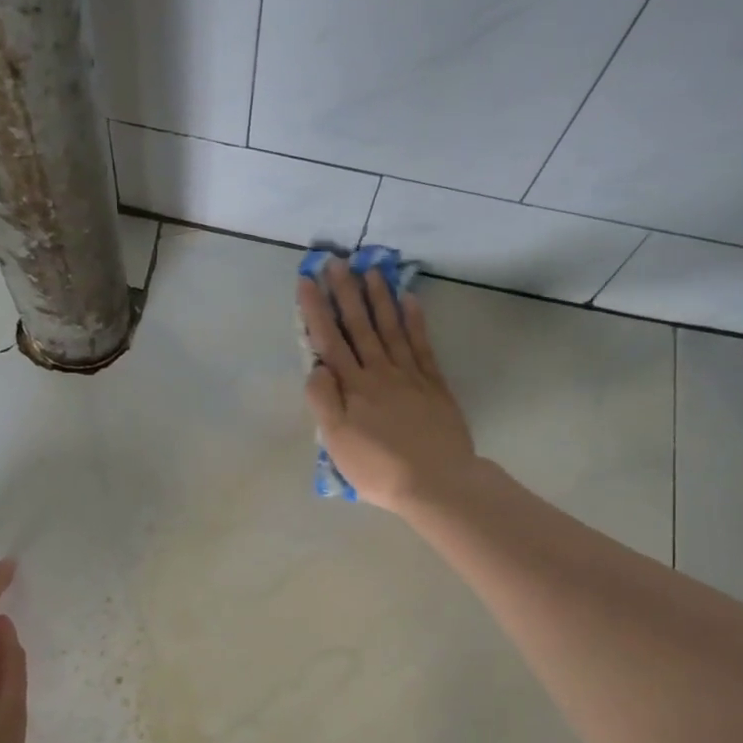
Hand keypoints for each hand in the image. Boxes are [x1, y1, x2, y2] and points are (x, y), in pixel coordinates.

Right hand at [298, 261, 476, 512]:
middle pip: (360, 326)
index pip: (330, 341)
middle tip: (336, 261)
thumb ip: (323, 401)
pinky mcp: (434, 384)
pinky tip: (409, 300)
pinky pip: (422, 344)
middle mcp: (380, 372)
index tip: (307, 281)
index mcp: (353, 387)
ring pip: (391, 328)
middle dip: (345, 293)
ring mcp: (410, 375)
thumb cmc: (379, 468)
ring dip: (379, 298)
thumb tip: (316, 367)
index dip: (316, 310)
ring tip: (370, 270)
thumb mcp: (337, 442)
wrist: (436, 481)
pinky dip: (415, 321)